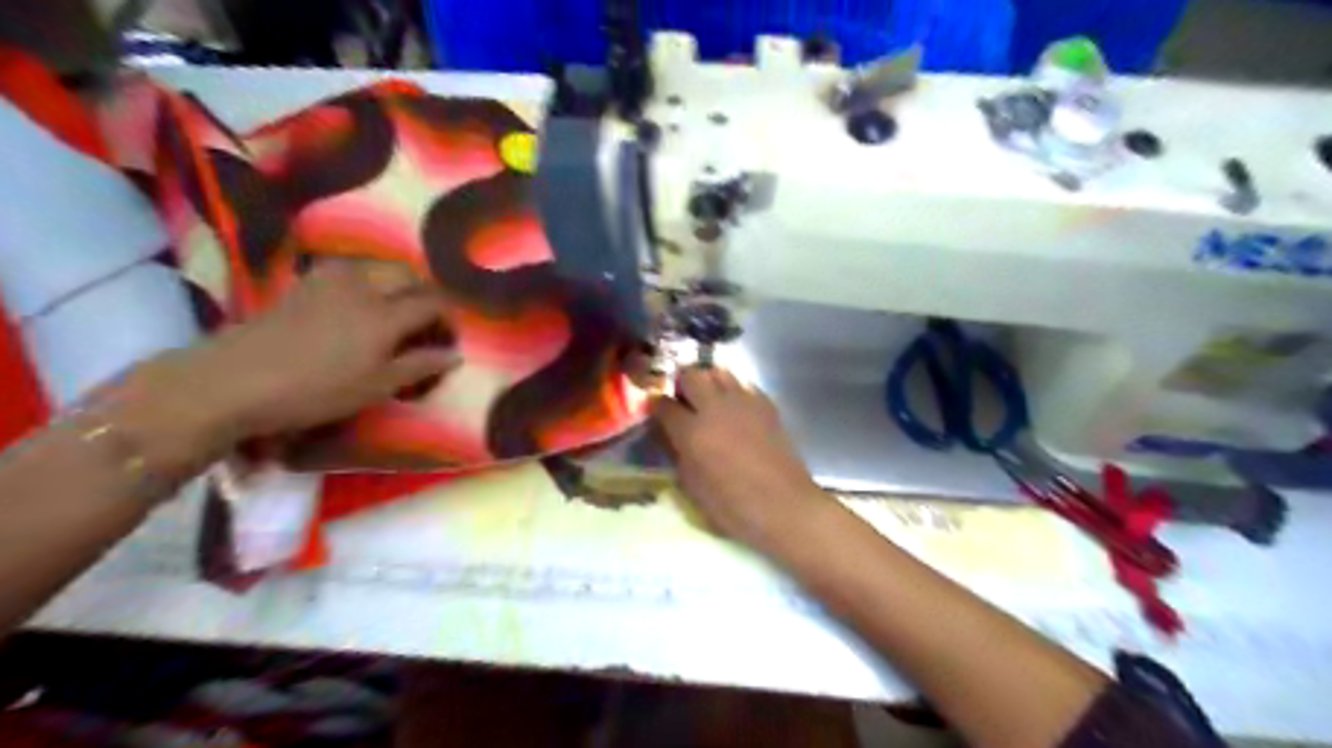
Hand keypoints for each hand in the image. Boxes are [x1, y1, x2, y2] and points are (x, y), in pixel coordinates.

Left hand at [135, 260, 457, 459]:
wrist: (234, 380)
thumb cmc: (316, 390)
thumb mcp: (376, 387)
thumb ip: (419, 366)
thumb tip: (454, 354)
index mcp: (386, 315)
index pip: (432, 302)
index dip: (448, 318)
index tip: (449, 338)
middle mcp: (364, 286)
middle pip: (409, 274)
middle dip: (426, 293)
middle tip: (427, 320)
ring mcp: (332, 278)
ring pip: (380, 265)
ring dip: (398, 281)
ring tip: (398, 307)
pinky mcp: (307, 280)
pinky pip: (352, 267)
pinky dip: (369, 278)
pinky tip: (362, 299)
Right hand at [651, 364, 830, 550]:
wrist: (783, 505)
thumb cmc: (733, 507)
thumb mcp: (692, 488)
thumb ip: (678, 456)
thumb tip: (673, 439)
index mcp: (692, 431)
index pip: (663, 405)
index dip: (656, 406)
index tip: (656, 411)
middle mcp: (715, 408)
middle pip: (691, 375)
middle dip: (681, 383)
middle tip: (682, 398)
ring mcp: (743, 403)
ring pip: (719, 372)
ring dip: (709, 381)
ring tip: (709, 399)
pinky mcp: (767, 405)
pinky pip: (744, 385)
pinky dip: (734, 391)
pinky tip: (736, 409)